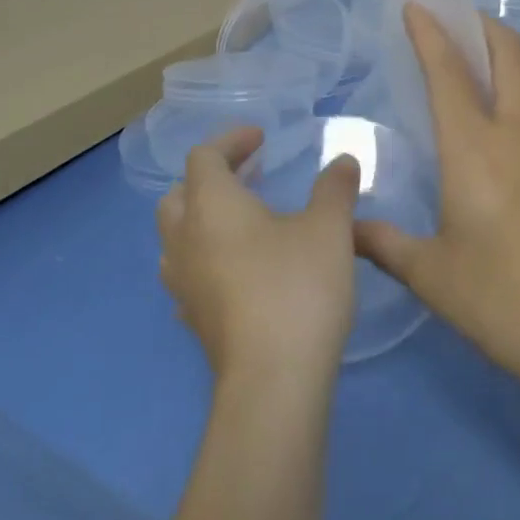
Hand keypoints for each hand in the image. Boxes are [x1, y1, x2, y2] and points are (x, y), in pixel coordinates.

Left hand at [157, 128, 361, 384]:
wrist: (273, 379)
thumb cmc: (297, 287)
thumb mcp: (328, 228)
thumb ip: (334, 187)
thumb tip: (343, 160)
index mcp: (211, 205)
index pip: (204, 157)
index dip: (231, 140)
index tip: (261, 139)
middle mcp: (185, 239)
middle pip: (179, 194)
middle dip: (210, 178)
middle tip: (249, 176)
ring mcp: (183, 283)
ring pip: (176, 237)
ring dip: (202, 219)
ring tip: (241, 221)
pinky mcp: (193, 320)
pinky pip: (187, 274)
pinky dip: (207, 258)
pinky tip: (238, 271)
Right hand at [354, 7, 519, 387]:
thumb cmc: (500, 299)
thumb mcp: (430, 274)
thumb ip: (384, 243)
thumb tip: (346, 230)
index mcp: (474, 150)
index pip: (449, 73)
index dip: (431, 33)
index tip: (416, 5)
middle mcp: (515, 137)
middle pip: (508, 55)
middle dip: (481, 24)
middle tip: (453, 17)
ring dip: (496, 64)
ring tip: (463, 75)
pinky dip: (507, 107)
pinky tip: (489, 146)